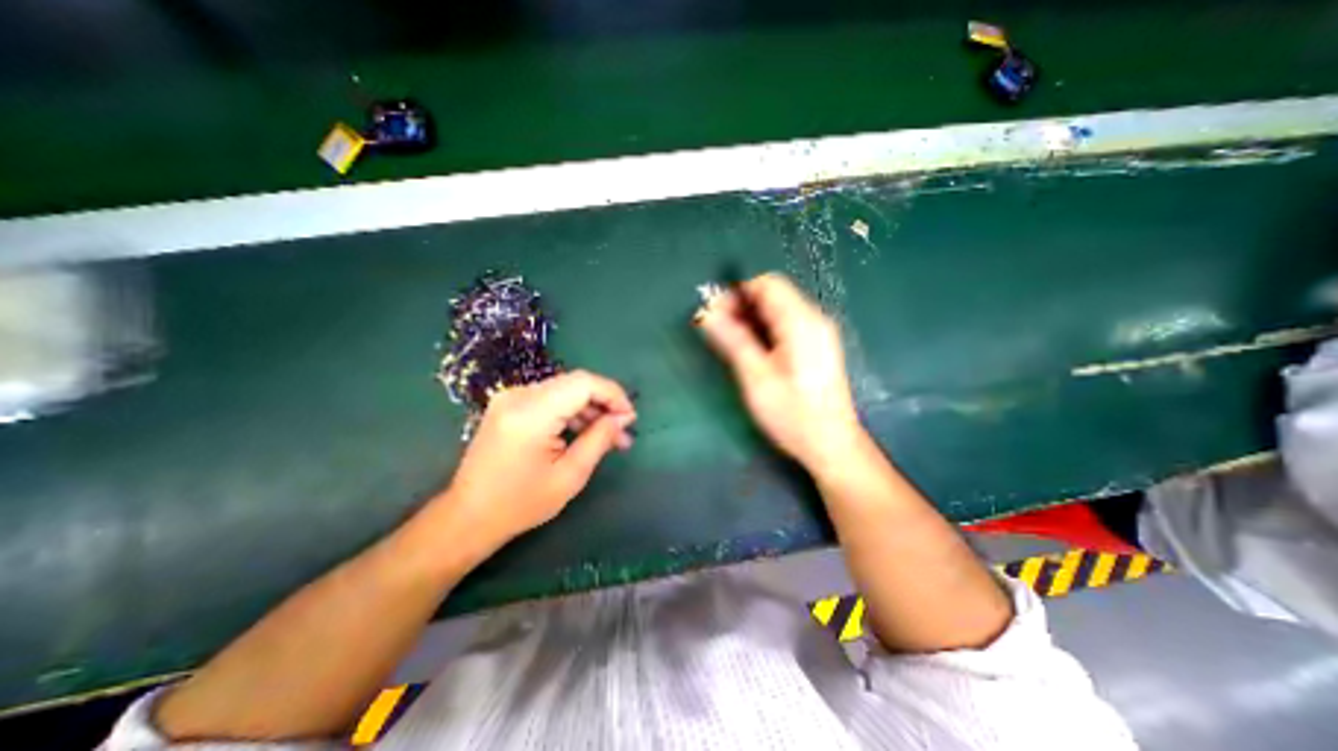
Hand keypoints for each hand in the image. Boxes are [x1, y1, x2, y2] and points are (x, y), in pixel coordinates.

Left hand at [432, 371, 633, 556]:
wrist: (468, 516)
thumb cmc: (520, 504)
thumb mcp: (570, 476)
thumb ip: (599, 439)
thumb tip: (623, 418)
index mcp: (531, 413)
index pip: (583, 383)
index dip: (613, 394)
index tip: (630, 417)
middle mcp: (518, 396)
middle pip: (575, 383)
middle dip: (604, 403)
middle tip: (623, 431)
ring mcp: (510, 397)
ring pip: (565, 390)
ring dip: (590, 409)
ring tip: (609, 436)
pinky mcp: (509, 404)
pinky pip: (551, 398)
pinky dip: (572, 411)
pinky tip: (584, 432)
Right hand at [696, 272, 862, 466]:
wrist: (830, 444)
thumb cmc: (791, 413)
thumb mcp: (755, 376)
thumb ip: (732, 340)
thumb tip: (706, 313)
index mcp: (801, 322)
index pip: (767, 284)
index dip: (737, 293)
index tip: (714, 313)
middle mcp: (813, 320)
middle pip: (773, 295)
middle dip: (742, 306)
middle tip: (718, 329)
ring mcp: (818, 333)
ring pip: (778, 311)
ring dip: (752, 319)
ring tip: (732, 342)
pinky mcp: (816, 347)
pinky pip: (786, 326)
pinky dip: (765, 330)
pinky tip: (753, 351)